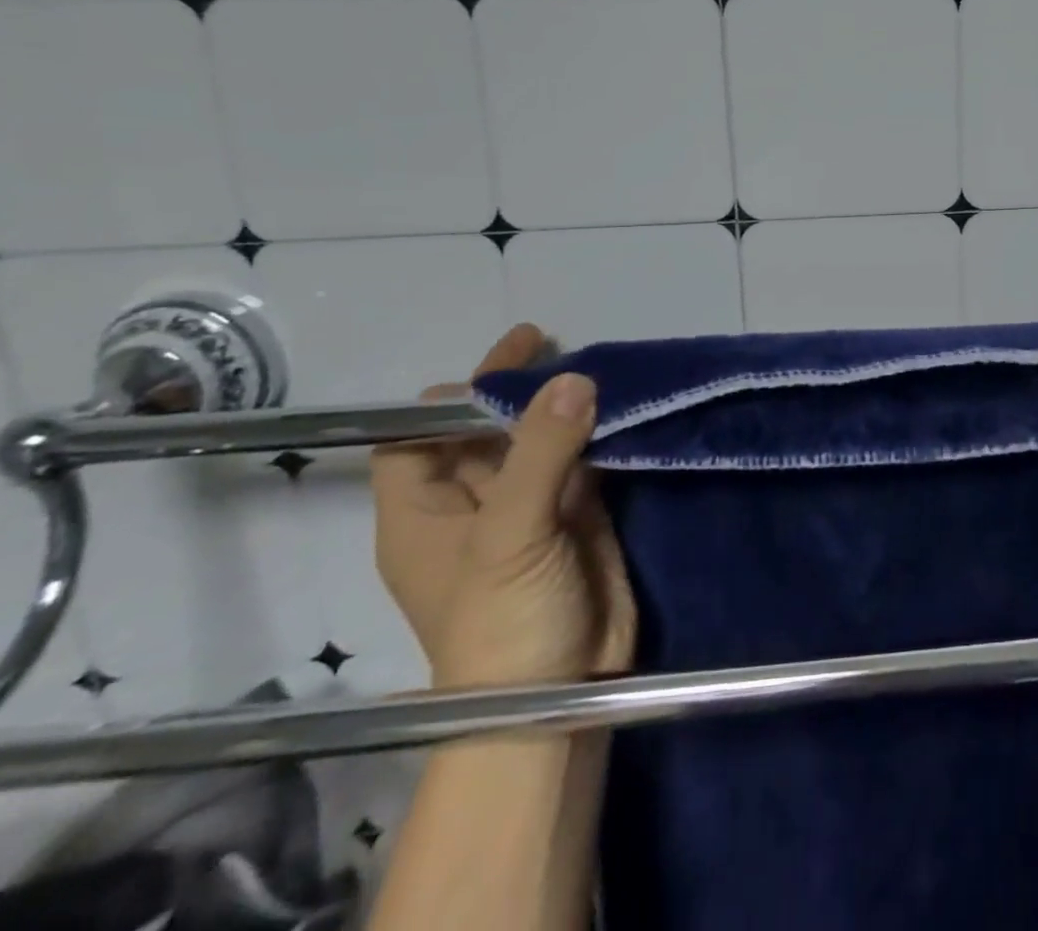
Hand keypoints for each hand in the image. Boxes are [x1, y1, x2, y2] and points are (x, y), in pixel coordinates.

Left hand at [373, 324, 636, 688]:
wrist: (564, 693)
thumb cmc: (504, 623)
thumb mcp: (509, 536)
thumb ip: (540, 453)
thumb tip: (575, 377)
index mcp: (426, 512)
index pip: (416, 439)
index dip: (449, 401)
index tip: (502, 362)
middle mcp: (474, 503)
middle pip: (484, 431)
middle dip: (514, 390)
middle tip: (554, 345)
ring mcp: (532, 506)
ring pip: (541, 439)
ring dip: (564, 405)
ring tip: (597, 363)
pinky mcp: (581, 513)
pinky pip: (585, 458)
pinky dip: (600, 430)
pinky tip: (622, 402)